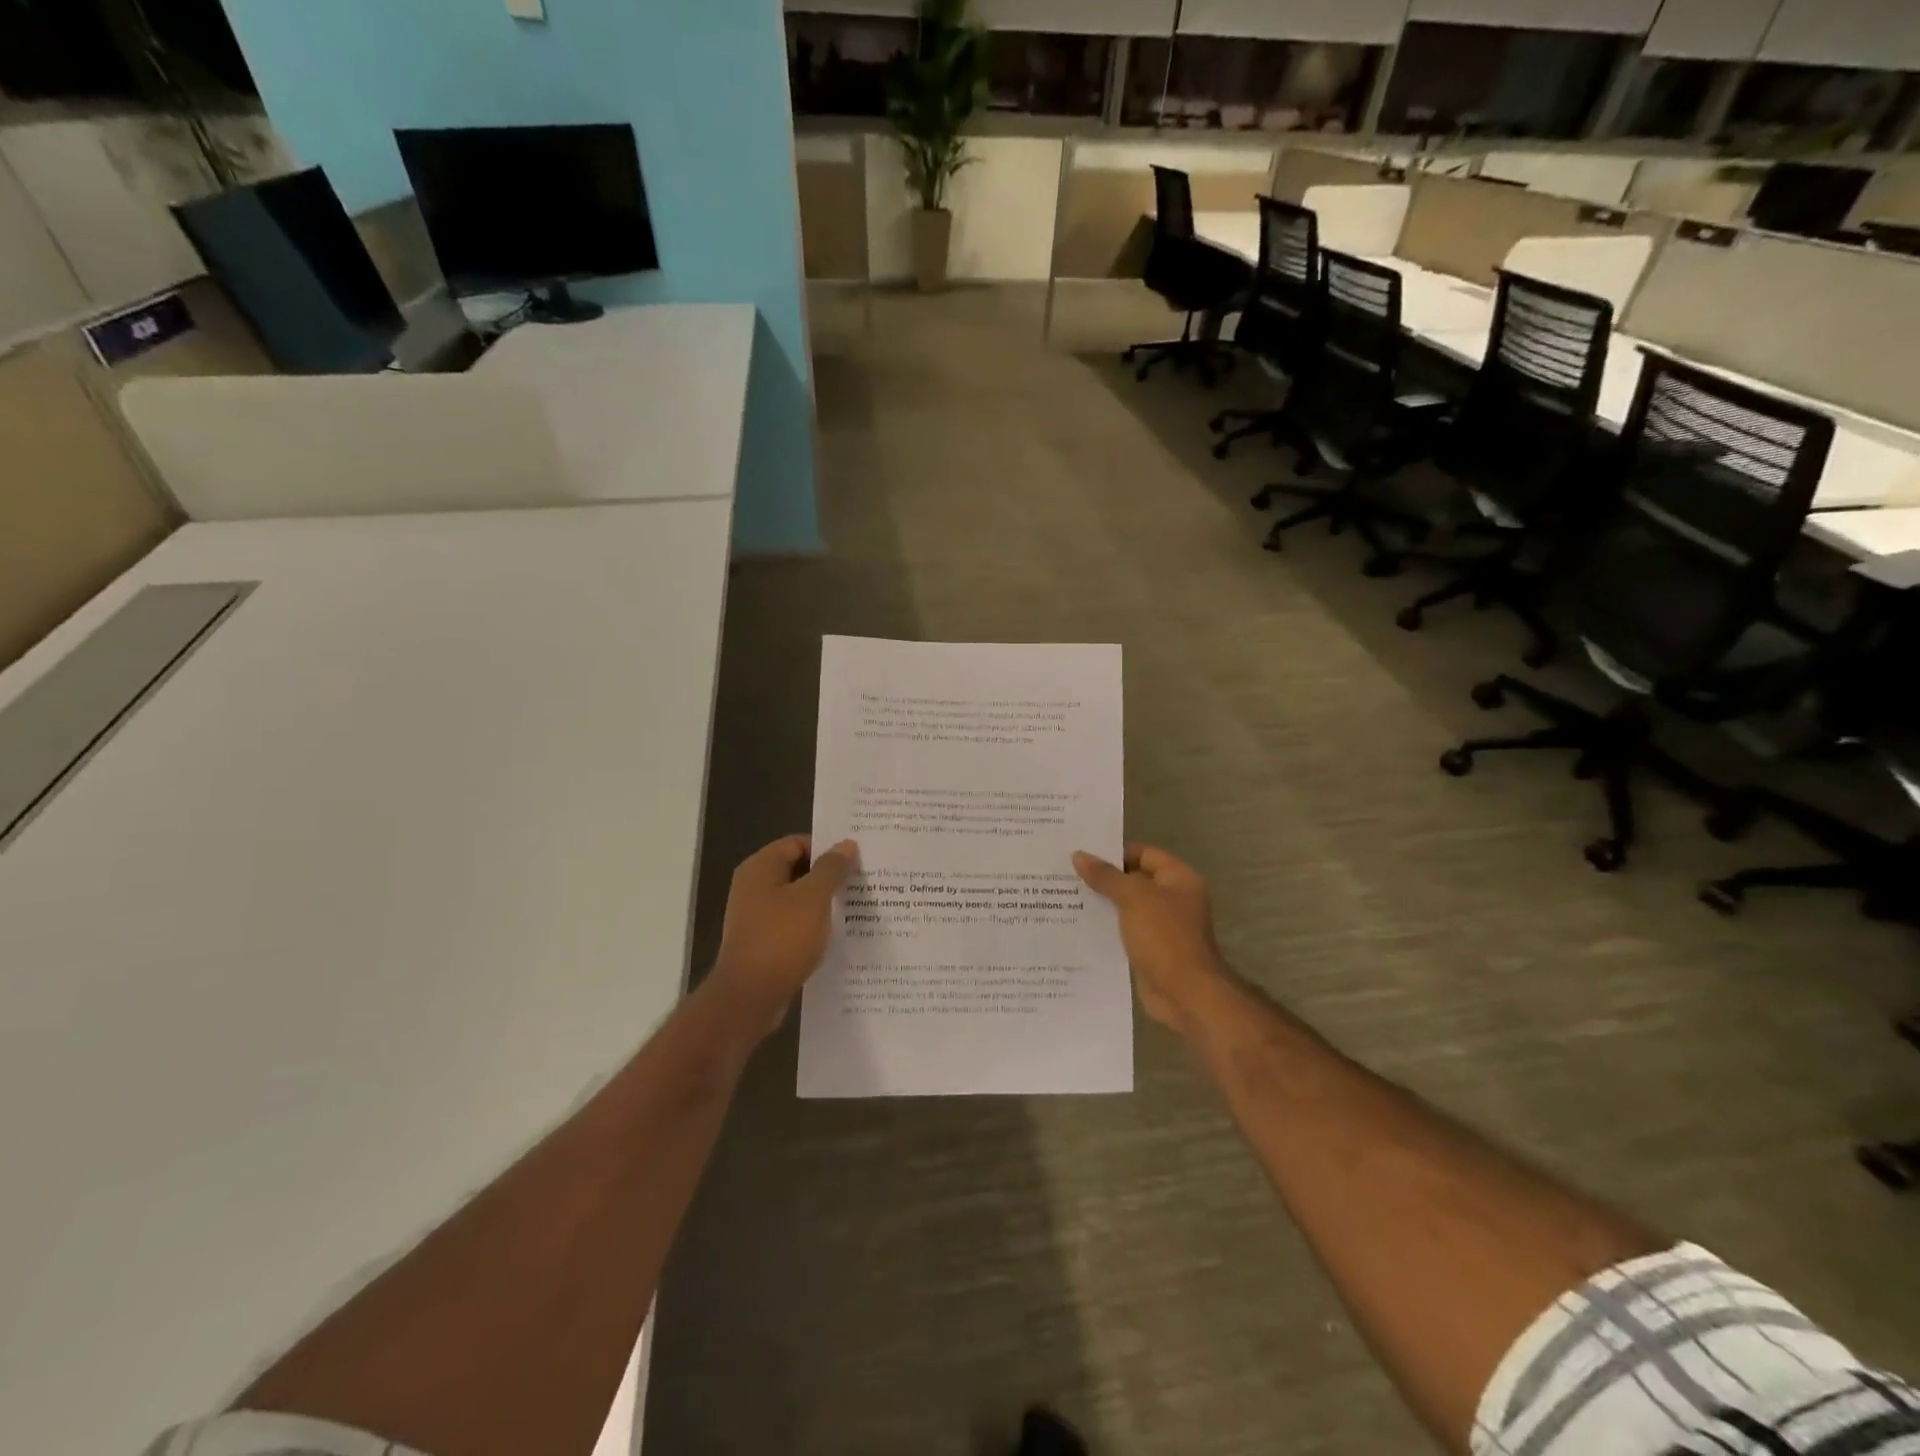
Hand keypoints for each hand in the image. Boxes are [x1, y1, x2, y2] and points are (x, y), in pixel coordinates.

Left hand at [708, 835, 857, 1038]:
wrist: (749, 997)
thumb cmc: (782, 938)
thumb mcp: (813, 898)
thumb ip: (831, 868)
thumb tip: (846, 844)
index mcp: (760, 868)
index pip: (797, 843)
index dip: (826, 848)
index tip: (856, 859)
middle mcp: (753, 887)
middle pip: (797, 869)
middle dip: (828, 875)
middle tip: (861, 881)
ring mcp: (756, 916)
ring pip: (796, 899)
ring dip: (822, 902)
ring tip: (855, 907)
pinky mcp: (762, 941)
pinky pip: (792, 924)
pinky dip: (812, 925)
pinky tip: (836, 934)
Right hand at [1073, 843, 1230, 1031]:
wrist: (1185, 994)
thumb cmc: (1164, 937)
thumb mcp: (1133, 898)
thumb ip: (1106, 876)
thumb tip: (1079, 855)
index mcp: (1179, 879)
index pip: (1144, 854)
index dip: (1115, 852)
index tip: (1083, 853)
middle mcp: (1173, 899)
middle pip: (1134, 879)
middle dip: (1104, 878)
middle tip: (1067, 873)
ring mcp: (1162, 926)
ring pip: (1126, 906)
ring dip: (1101, 903)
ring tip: (1064, 896)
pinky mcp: (1150, 949)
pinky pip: (1124, 930)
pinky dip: (1105, 927)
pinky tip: (1077, 924)